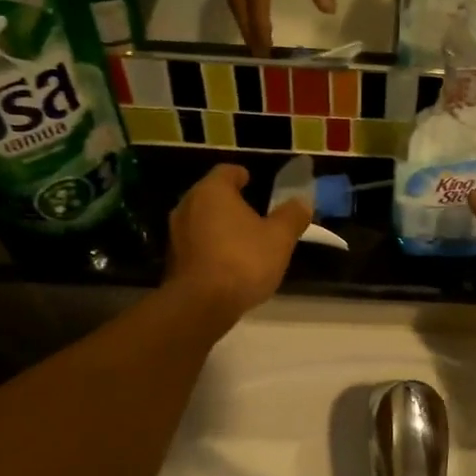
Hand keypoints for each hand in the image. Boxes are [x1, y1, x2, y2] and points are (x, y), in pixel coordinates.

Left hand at [165, 165, 311, 329]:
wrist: (201, 304)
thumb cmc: (243, 261)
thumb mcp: (280, 238)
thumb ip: (292, 216)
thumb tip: (302, 201)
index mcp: (213, 191)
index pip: (227, 171)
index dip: (242, 175)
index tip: (253, 182)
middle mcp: (188, 205)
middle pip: (211, 195)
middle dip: (231, 201)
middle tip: (253, 212)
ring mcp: (175, 233)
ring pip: (201, 219)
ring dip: (219, 225)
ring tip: (242, 238)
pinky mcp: (172, 259)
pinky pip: (196, 243)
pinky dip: (210, 246)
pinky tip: (227, 262)